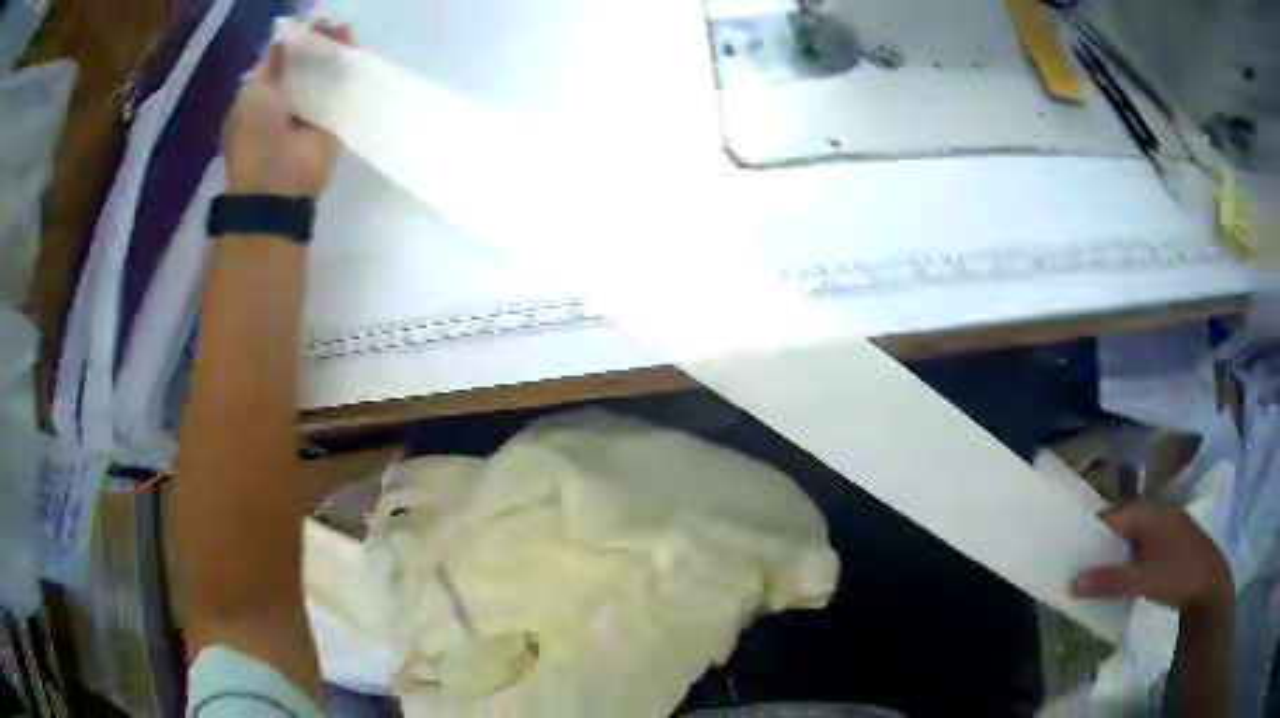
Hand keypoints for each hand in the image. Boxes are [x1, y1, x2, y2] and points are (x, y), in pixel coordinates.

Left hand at [223, 21, 353, 196]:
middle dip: (318, 42)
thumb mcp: (255, 95)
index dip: (296, 39)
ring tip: (345, 33)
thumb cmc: (256, 139)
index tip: (311, 25)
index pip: (281, 59)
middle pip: (305, 62)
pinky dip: (348, 71)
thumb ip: (273, 65)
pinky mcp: (332, 120)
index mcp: (260, 95)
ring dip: (334, 52)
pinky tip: (354, 52)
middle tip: (332, 26)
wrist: (276, 186)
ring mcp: (310, 109)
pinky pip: (341, 90)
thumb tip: (288, 39)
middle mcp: (285, 99)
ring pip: (324, 72)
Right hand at [1071, 502, 1232, 615]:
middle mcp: (1156, 513)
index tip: (1068, 556)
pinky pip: (1139, 548)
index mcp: (1150, 512)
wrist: (1210, 584)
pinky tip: (1120, 582)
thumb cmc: (1180, 575)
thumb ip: (1110, 581)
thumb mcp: (1145, 580)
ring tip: (1093, 581)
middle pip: (1119, 526)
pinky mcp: (1168, 544)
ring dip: (1112, 557)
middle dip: (1099, 548)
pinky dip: (1126, 562)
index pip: (1111, 517)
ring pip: (1130, 539)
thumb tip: (1071, 583)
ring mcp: (1164, 528)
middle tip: (1076, 572)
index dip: (1089, 534)